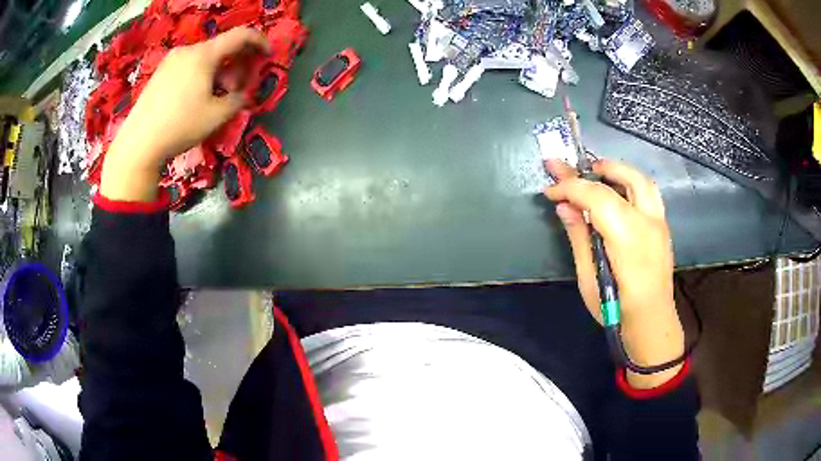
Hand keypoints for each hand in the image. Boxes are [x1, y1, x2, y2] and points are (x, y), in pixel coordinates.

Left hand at [100, 27, 269, 201]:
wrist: (139, 144)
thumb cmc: (180, 126)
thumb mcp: (217, 116)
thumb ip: (237, 100)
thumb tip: (242, 95)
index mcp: (204, 54)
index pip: (240, 35)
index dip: (259, 41)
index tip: (267, 55)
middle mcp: (187, 51)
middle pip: (220, 48)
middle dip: (236, 64)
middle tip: (237, 88)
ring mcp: (170, 62)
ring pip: (203, 58)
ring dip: (217, 72)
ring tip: (215, 97)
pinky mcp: (159, 74)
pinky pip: (188, 66)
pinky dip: (200, 75)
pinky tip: (196, 98)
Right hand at [544, 159, 684, 388]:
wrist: (652, 324)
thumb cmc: (617, 311)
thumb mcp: (589, 280)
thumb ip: (580, 238)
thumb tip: (564, 207)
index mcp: (628, 239)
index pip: (598, 197)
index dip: (570, 187)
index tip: (550, 191)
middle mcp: (649, 224)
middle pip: (626, 178)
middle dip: (598, 167)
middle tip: (574, 170)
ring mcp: (660, 224)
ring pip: (643, 180)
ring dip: (618, 170)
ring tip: (597, 173)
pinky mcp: (663, 227)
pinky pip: (648, 193)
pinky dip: (629, 183)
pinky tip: (616, 194)